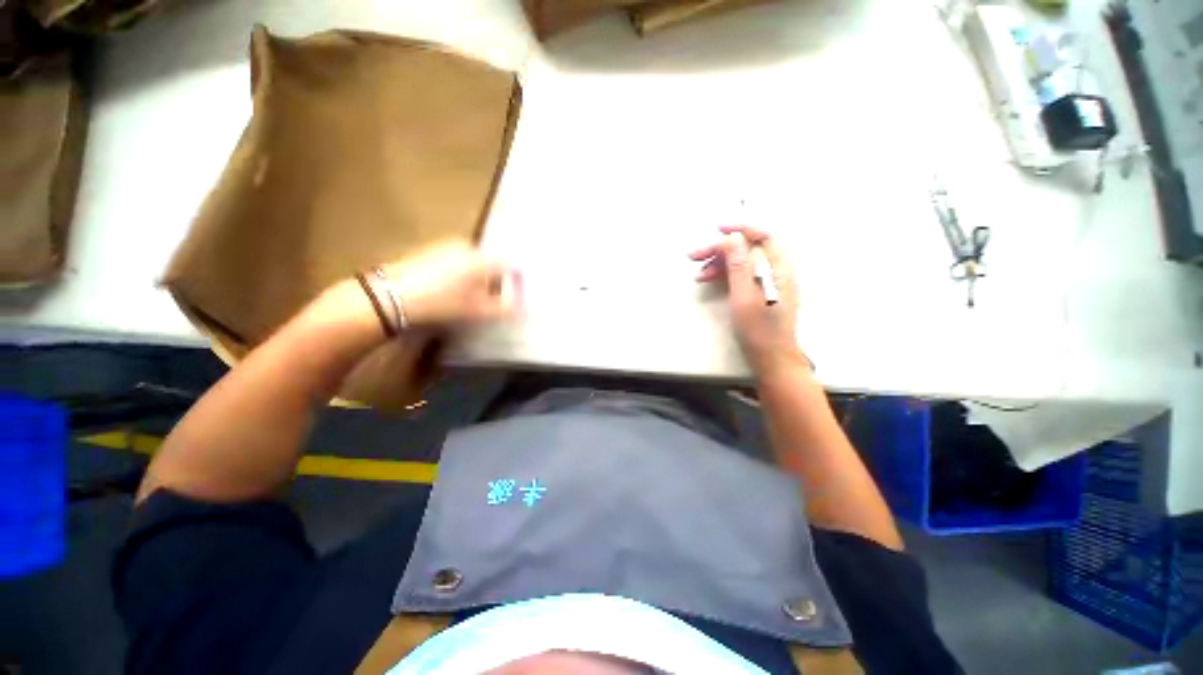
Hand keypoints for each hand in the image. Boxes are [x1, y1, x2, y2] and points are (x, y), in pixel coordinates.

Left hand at [380, 240, 520, 328]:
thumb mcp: (478, 310)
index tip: (508, 300)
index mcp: (482, 257)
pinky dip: (460, 276)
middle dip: (493, 283)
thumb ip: (505, 308)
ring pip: (473, 263)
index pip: (510, 266)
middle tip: (486, 304)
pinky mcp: (430, 250)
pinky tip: (448, 292)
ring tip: (466, 301)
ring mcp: (446, 245)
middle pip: (491, 264)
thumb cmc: (442, 302)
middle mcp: (467, 245)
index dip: (513, 284)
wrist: (390, 296)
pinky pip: (456, 262)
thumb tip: (524, 308)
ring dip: (476, 280)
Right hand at [689, 225, 804, 373]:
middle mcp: (776, 270)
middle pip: (748, 248)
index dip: (740, 228)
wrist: (771, 357)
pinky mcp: (759, 290)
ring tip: (698, 273)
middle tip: (694, 255)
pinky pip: (741, 274)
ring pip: (742, 261)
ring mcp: (768, 281)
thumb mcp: (744, 295)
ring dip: (719, 263)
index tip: (717, 229)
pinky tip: (709, 279)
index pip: (762, 235)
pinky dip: (725, 274)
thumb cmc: (759, 329)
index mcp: (779, 267)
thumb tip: (732, 238)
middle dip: (721, 249)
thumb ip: (740, 264)